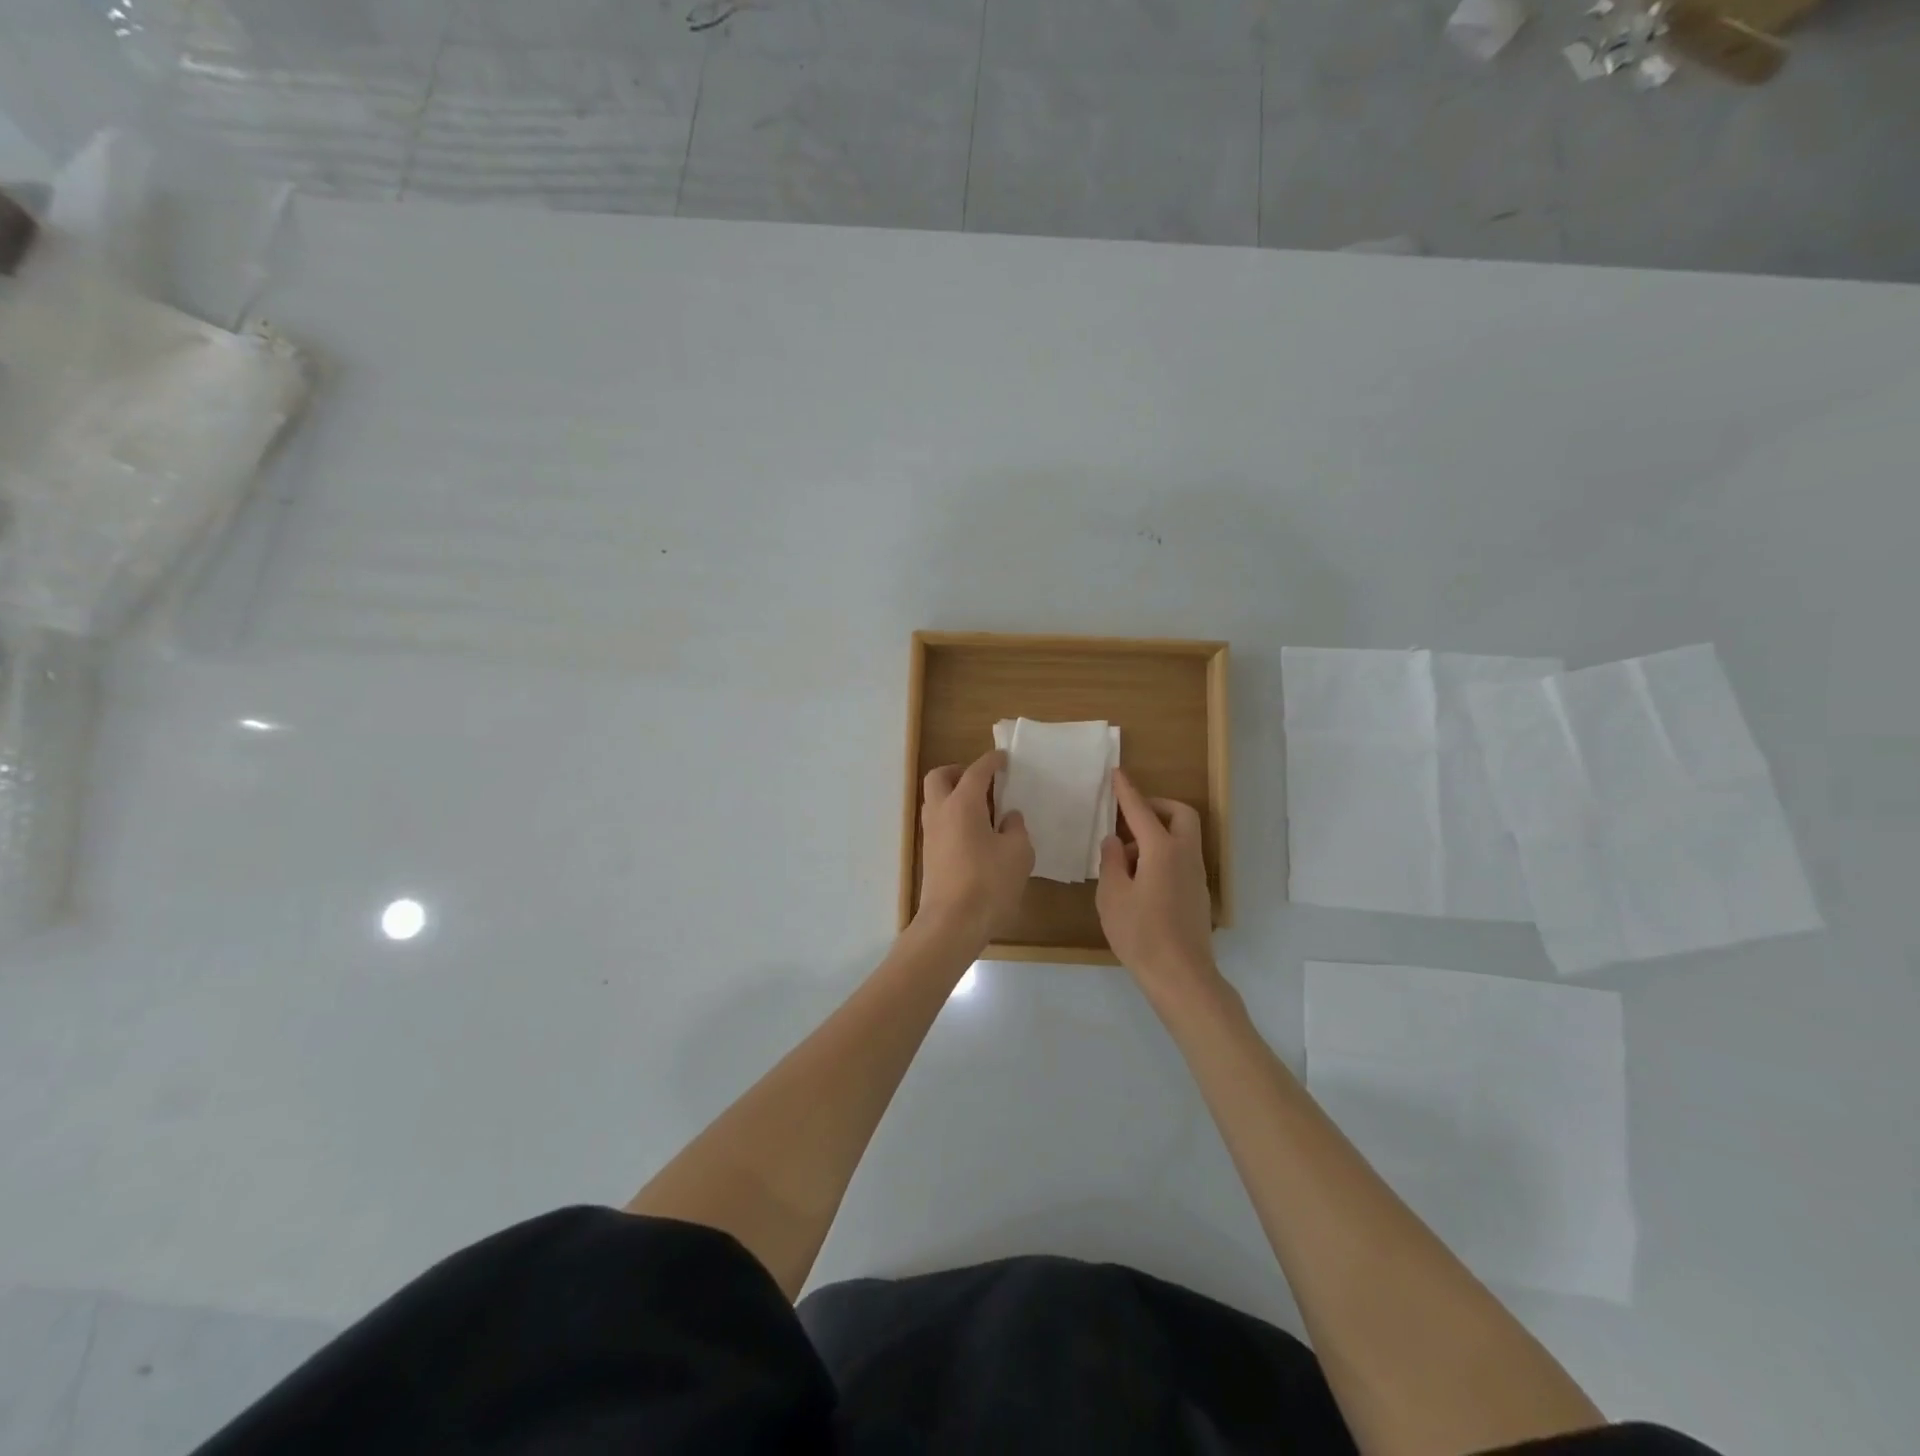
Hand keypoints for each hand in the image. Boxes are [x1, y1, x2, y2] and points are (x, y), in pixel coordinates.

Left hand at [916, 749, 1033, 945]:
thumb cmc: (988, 883)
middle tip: (982, 782)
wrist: (952, 924)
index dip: (991, 761)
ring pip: (935, 800)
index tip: (1004, 759)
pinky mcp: (929, 855)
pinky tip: (975, 835)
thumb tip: (1008, 817)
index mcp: (962, 804)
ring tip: (983, 810)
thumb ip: (1016, 828)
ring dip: (954, 796)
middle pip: (939, 777)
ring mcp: (930, 835)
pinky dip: (953, 818)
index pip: (976, 771)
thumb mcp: (1018, 853)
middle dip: (959, 772)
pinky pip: (939, 823)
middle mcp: (940, 812)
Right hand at [1097, 770, 1220, 1008]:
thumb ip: (1111, 861)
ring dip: (1157, 833)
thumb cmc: (1140, 933)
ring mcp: (1195, 874)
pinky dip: (1163, 853)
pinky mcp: (1197, 893)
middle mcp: (1185, 855)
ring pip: (1182, 837)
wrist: (1181, 976)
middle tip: (1130, 815)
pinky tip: (1139, 879)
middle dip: (1156, 806)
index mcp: (1162, 849)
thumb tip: (1114, 841)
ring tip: (1125, 858)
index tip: (1117, 773)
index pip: (1141, 810)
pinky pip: (1181, 858)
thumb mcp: (1112, 895)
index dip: (1126, 791)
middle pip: (1180, 814)